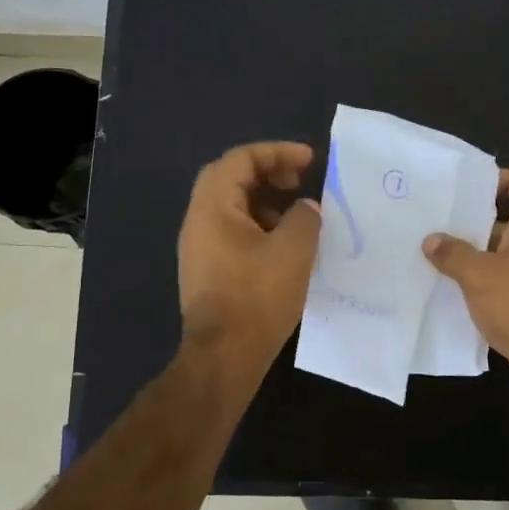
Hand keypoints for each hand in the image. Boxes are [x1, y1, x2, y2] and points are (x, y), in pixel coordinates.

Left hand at [178, 142, 321, 363]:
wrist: (224, 357)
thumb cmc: (257, 297)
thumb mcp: (293, 251)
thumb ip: (304, 218)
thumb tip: (306, 209)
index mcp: (212, 208)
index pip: (240, 160)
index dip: (276, 152)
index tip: (309, 160)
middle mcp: (199, 222)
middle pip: (229, 178)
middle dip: (267, 172)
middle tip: (298, 180)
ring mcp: (200, 248)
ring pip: (231, 207)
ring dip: (264, 201)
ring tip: (296, 215)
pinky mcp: (208, 270)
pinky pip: (232, 232)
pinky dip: (259, 226)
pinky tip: (283, 246)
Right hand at [422, 169, 508, 412]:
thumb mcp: (480, 274)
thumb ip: (454, 254)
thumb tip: (431, 240)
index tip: (478, 186)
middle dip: (477, 222)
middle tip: (440, 221)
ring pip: (500, 259)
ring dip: (472, 257)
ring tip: (434, 254)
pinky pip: (498, 288)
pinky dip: (476, 288)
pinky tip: (446, 291)